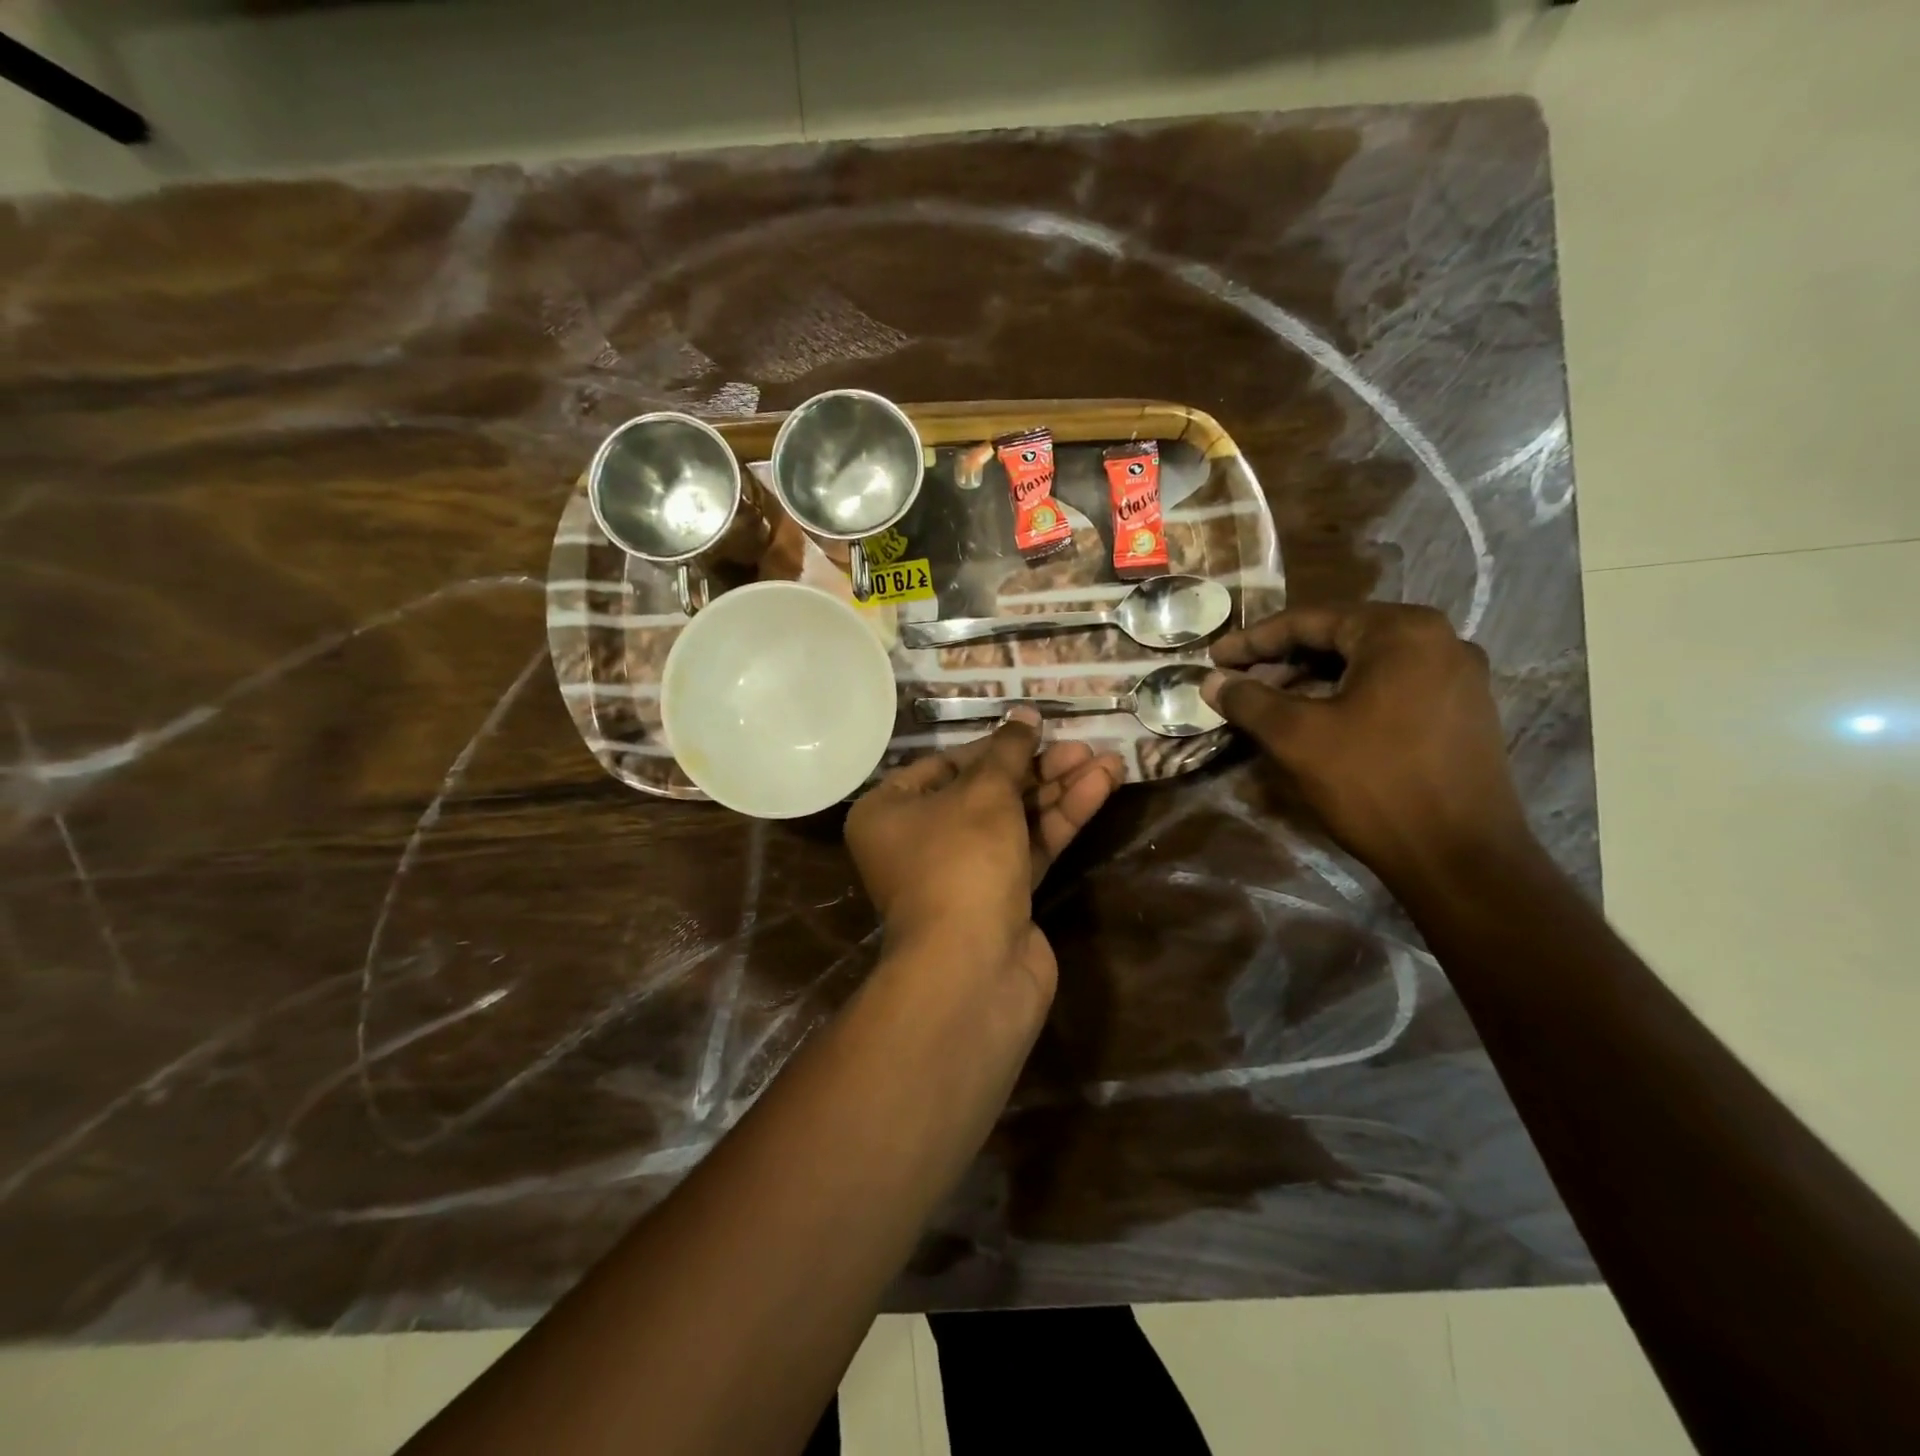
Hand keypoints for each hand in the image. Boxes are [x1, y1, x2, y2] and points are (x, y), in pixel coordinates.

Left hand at [845, 710, 1122, 1000]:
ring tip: (1109, 762)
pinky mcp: (999, 899)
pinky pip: (1029, 848)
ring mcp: (961, 873)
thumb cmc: (961, 861)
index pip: (945, 766)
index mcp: (889, 812)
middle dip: (1037, 769)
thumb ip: (1008, 753)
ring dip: (1060, 791)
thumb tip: (1024, 717)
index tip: (1035, 730)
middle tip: (1082, 746)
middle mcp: (919, 841)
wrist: (973, 968)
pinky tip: (1101, 787)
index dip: (993, 747)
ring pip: (1014, 820)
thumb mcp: (984, 794)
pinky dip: (1061, 820)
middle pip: (985, 792)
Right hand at [1203, 604, 1533, 890]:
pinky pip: (1391, 688)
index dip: (1253, 640)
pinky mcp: (1463, 712)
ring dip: (1311, 680)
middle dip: (1282, 660)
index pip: (1309, 620)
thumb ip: (1249, 700)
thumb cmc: (1374, 784)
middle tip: (1238, 684)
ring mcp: (1458, 677)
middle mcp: (1439, 640)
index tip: (1214, 658)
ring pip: (1364, 665)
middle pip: (1340, 638)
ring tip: (1270, 705)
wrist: (1461, 858)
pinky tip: (1317, 722)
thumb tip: (1211, 681)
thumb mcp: (1297, 737)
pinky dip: (1346, 697)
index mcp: (1401, 631)